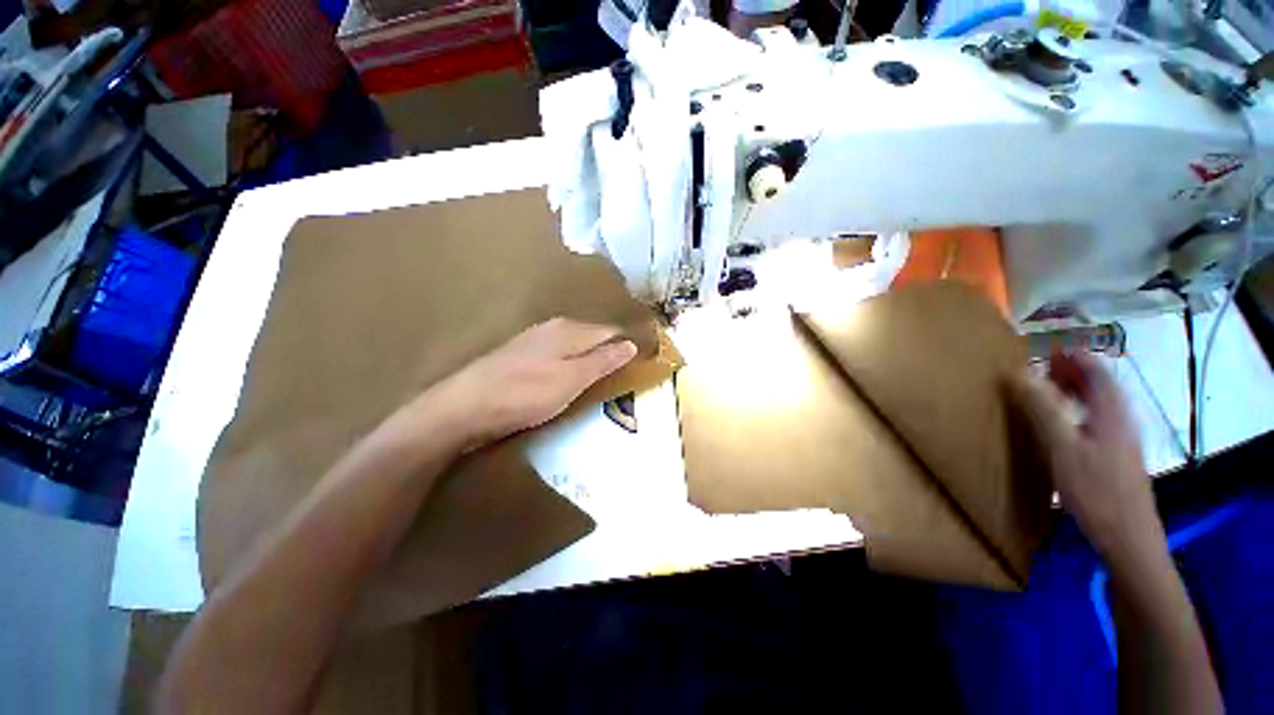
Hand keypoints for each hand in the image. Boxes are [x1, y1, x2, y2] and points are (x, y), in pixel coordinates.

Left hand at [420, 318, 636, 449]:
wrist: (464, 407)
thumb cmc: (524, 394)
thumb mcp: (571, 380)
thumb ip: (602, 360)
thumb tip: (630, 343)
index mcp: (570, 330)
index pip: (611, 331)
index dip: (628, 346)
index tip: (643, 362)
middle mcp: (554, 328)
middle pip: (594, 336)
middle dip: (610, 353)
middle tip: (625, 376)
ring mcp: (535, 340)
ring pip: (576, 346)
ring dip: (591, 360)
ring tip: (602, 380)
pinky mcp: (522, 355)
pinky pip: (559, 355)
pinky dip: (572, 366)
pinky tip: (570, 379)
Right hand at [1007, 350, 1159, 555]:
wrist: (1128, 538)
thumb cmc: (1096, 490)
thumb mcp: (1063, 448)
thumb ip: (1043, 409)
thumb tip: (1020, 374)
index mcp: (1111, 411)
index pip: (1095, 371)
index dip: (1073, 355)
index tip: (1045, 345)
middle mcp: (1120, 419)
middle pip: (1098, 384)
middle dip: (1071, 369)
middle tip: (1040, 363)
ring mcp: (1120, 439)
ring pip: (1097, 402)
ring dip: (1073, 389)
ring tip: (1045, 387)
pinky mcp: (1116, 456)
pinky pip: (1095, 420)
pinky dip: (1077, 409)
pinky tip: (1061, 422)